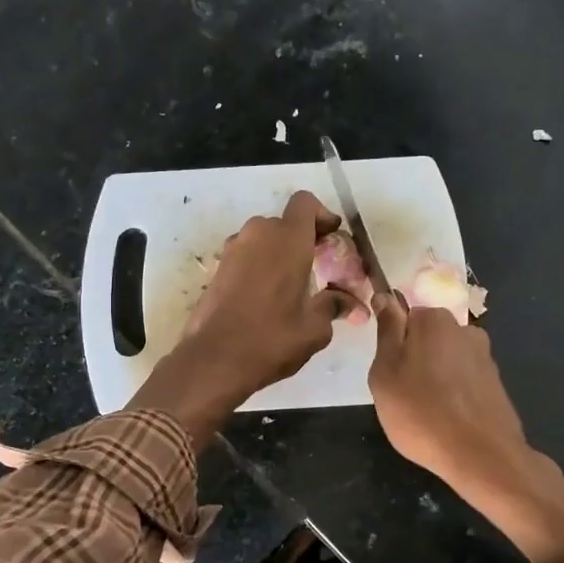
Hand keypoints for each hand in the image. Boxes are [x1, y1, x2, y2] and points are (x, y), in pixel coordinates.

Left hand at [131, 191, 355, 444]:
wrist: (213, 360)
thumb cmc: (271, 339)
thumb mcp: (315, 328)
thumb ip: (334, 306)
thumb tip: (350, 302)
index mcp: (287, 239)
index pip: (305, 203)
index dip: (322, 216)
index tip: (332, 239)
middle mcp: (258, 234)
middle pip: (286, 223)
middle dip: (304, 240)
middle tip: (319, 269)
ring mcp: (233, 250)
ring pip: (264, 239)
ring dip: (281, 254)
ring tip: (294, 287)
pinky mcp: (218, 269)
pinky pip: (247, 256)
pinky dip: (261, 267)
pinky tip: (269, 299)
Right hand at [369, 297, 563, 562]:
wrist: (481, 455)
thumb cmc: (420, 412)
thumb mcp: (385, 371)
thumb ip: (387, 331)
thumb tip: (386, 296)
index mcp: (434, 319)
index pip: (404, 316)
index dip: (392, 343)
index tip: (387, 371)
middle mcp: (464, 329)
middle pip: (427, 338)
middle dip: (414, 359)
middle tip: (401, 395)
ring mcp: (485, 357)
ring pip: (446, 360)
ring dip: (435, 378)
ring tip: (425, 412)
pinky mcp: (496, 384)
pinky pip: (464, 382)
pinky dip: (454, 395)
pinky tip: (448, 420)